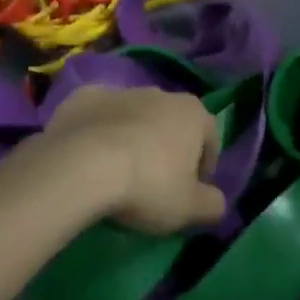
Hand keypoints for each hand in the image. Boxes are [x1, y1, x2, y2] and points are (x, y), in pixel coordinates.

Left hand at [41, 87, 227, 234]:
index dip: (205, 166)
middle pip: (171, 122)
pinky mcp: (84, 97)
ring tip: (118, 173)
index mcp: (193, 112)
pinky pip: (98, 116)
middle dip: (167, 147)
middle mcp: (160, 93)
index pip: (210, 137)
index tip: (192, 191)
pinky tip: (87, 158)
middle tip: (155, 184)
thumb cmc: (147, 185)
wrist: (81, 165)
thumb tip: (217, 201)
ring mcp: (120, 91)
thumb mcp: (189, 208)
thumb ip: (212, 205)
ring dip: (132, 137)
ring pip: (134, 116)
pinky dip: (97, 131)